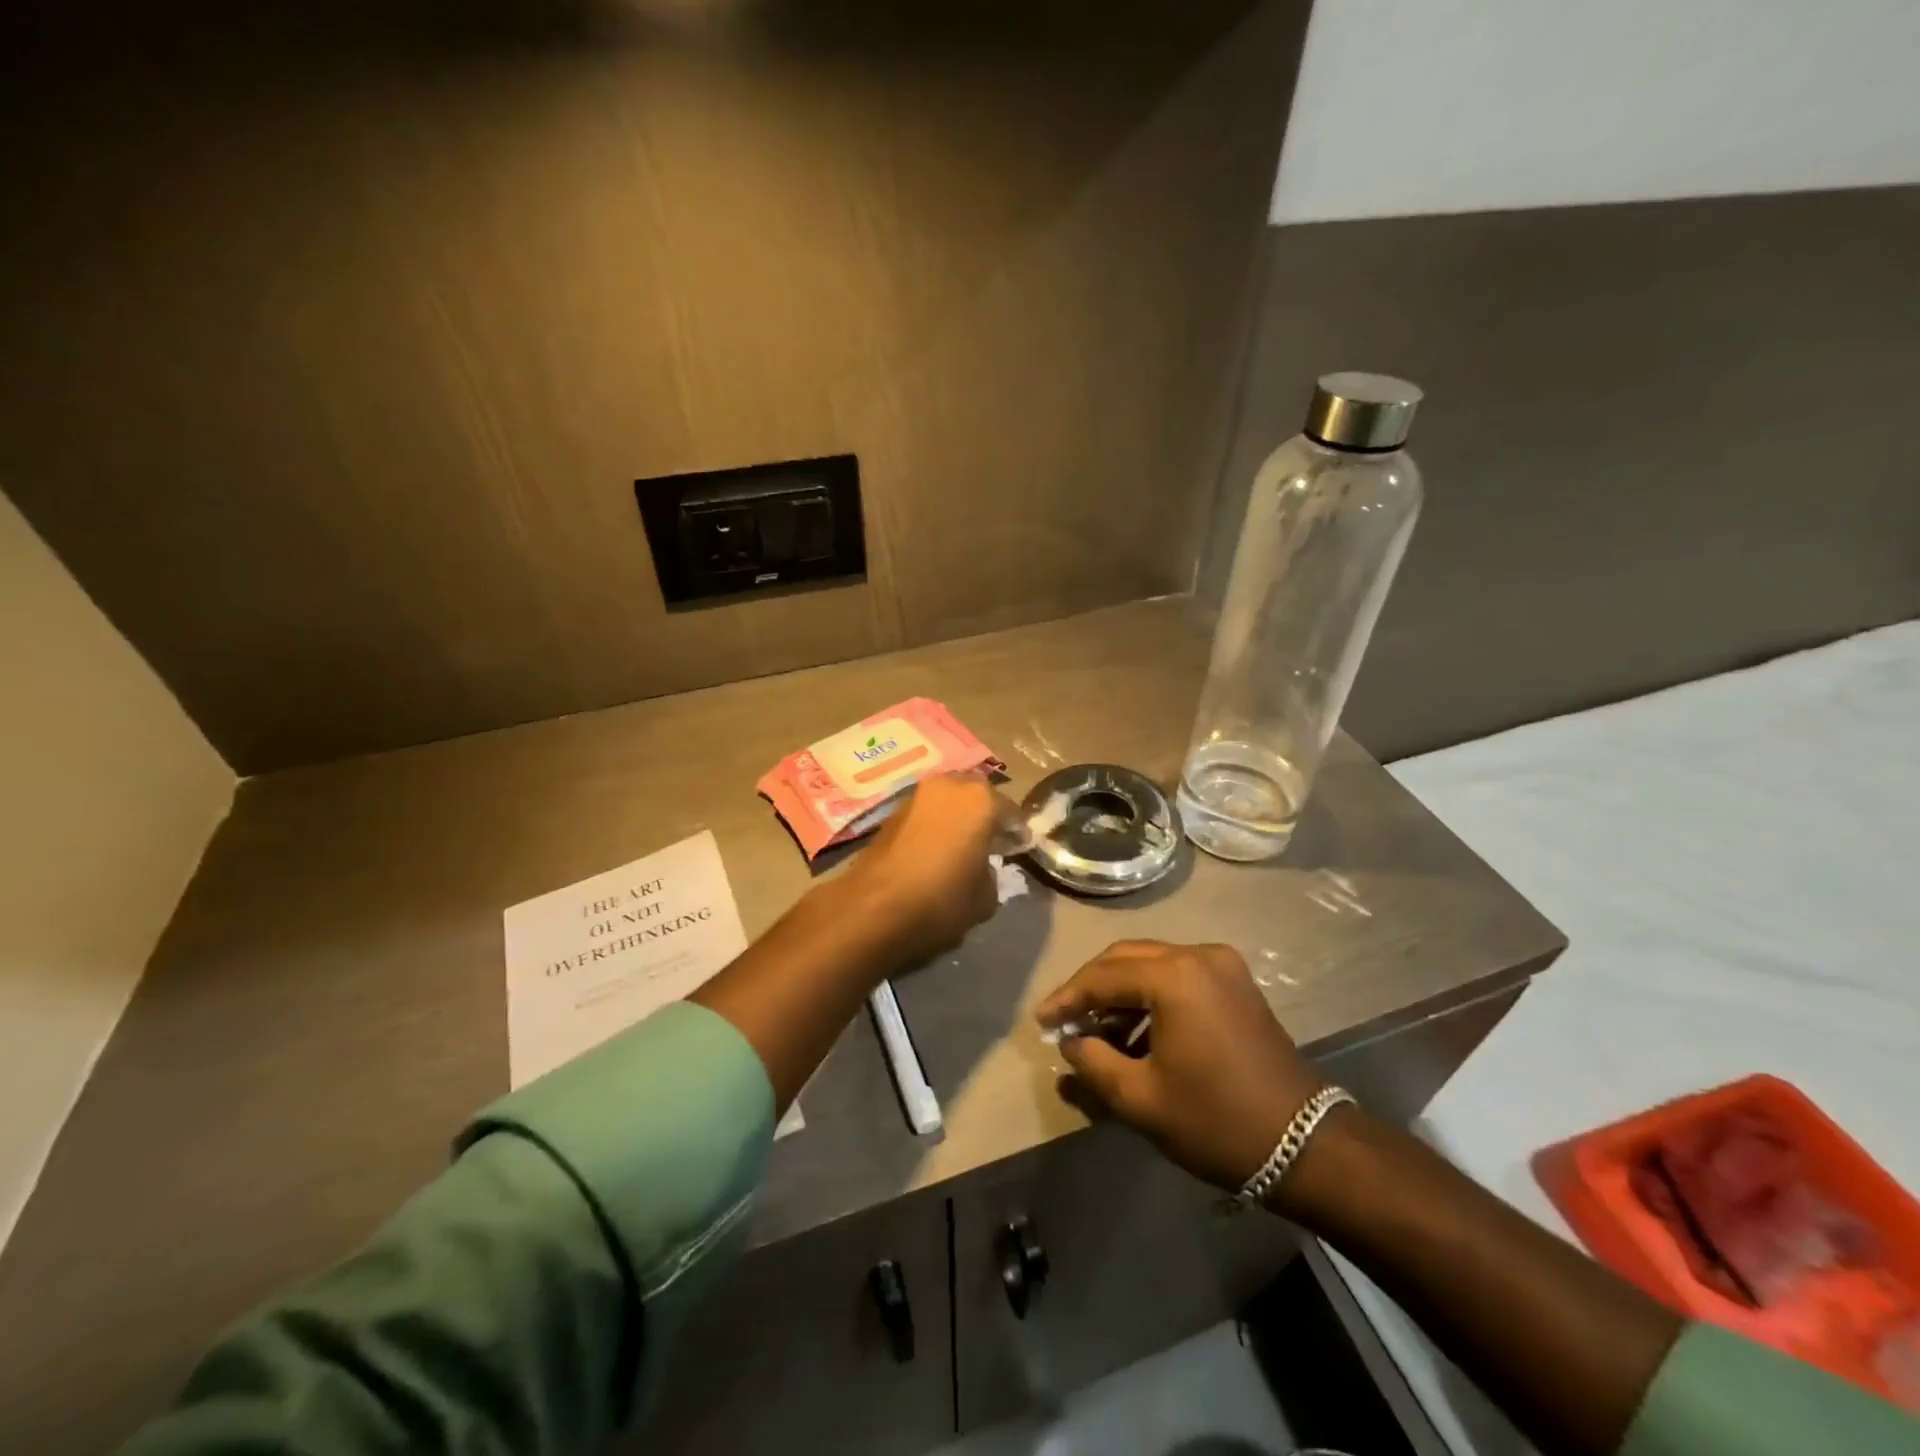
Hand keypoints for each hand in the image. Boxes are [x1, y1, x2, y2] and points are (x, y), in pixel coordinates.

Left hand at [847, 772, 1012, 964]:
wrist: (874, 907)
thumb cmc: (941, 899)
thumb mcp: (985, 898)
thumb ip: (992, 874)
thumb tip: (982, 868)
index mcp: (980, 800)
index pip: (1010, 812)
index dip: (1017, 832)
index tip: (1021, 847)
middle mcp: (949, 786)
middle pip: (977, 796)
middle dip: (986, 815)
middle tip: (993, 840)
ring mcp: (917, 795)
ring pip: (948, 800)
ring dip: (959, 817)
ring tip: (964, 845)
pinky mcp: (892, 811)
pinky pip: (927, 812)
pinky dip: (936, 824)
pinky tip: (938, 849)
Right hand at [1036, 941, 1330, 1199]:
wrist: (1307, 1145)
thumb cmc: (1216, 1121)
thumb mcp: (1141, 1099)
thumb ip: (1092, 1063)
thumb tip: (1070, 1042)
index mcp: (1174, 976)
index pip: (1102, 976)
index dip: (1067, 998)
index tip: (1040, 1021)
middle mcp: (1198, 955)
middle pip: (1125, 959)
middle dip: (1091, 988)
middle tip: (1064, 1021)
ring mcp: (1222, 965)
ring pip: (1151, 964)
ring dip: (1120, 993)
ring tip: (1096, 1033)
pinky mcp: (1236, 982)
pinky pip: (1178, 976)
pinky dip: (1150, 996)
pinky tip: (1135, 1032)